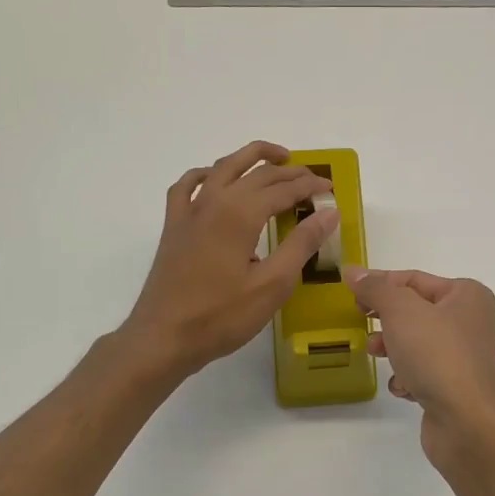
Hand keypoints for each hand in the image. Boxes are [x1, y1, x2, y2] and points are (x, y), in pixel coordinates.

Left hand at [121, 141, 337, 377]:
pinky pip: (188, 185)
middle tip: (313, 179)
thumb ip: (302, 244)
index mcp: (240, 213)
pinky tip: (215, 179)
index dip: (310, 186)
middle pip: (257, 173)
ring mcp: (189, 210)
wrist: (163, 337)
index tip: (331, 190)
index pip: (284, 188)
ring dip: (251, 158)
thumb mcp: (272, 285)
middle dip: (289, 172)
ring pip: (223, 167)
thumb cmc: (221, 316)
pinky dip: (207, 174)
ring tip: (276, 159)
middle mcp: (214, 201)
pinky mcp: (174, 225)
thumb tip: (329, 212)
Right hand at [344, 266, 494, 472]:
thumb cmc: (436, 354)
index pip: (414, 279)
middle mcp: (470, 321)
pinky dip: (408, 377)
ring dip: (393, 348)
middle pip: (415, 311)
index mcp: (466, 295)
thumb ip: (375, 288)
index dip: (380, 283)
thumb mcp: (400, 311)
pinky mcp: (454, 387)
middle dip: (386, 318)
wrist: (467, 421)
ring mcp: (463, 356)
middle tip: (361, 321)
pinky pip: (423, 372)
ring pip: (416, 342)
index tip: (351, 293)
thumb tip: (353, 271)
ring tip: (376, 354)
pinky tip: (404, 387)